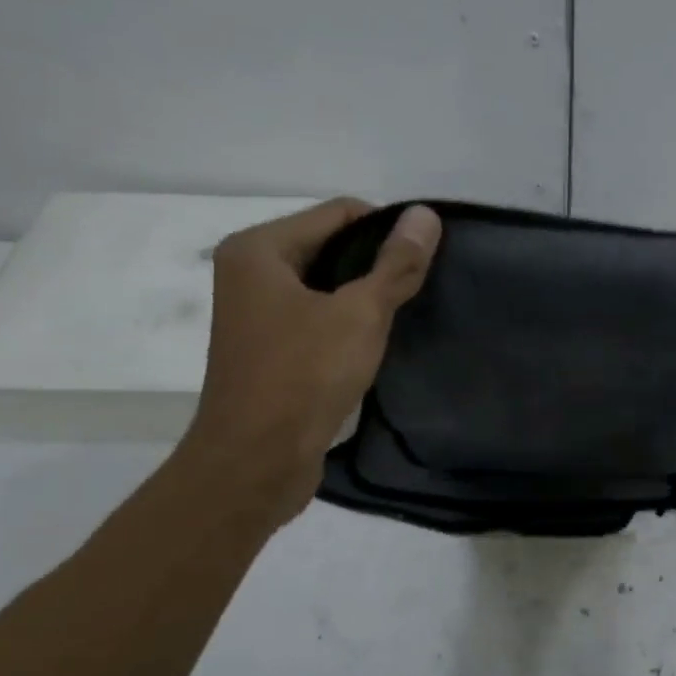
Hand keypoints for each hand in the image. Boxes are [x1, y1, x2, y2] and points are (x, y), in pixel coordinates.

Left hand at [177, 199, 441, 525]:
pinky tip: (376, 342)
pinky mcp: (268, 348)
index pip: (339, 213)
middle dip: (376, 263)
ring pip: (325, 285)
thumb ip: (396, 263)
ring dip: (363, 296)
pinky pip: (316, 317)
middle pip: (330, 246)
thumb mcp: (360, 314)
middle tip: (420, 286)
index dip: (388, 229)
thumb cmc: (304, 376)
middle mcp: (250, 272)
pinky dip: (346, 322)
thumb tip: (426, 214)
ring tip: (404, 313)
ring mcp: (255, 313)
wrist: (255, 461)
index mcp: (259, 249)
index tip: (425, 258)